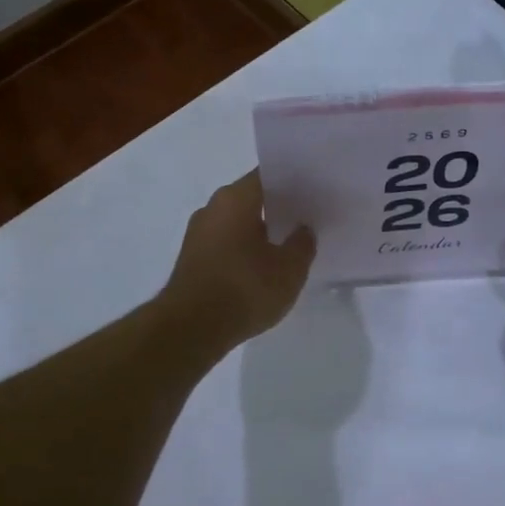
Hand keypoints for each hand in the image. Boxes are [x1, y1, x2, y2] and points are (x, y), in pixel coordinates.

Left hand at [161, 171, 314, 348]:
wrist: (191, 329)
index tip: (313, 192)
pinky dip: (243, 250)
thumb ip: (302, 244)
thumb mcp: (289, 269)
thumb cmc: (244, 289)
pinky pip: (225, 244)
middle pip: (251, 198)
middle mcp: (212, 207)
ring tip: (286, 247)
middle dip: (277, 207)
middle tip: (305, 219)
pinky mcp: (191, 259)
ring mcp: (197, 234)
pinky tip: (262, 269)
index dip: (293, 182)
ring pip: (237, 222)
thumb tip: (304, 229)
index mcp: (235, 198)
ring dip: (259, 231)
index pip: (268, 176)